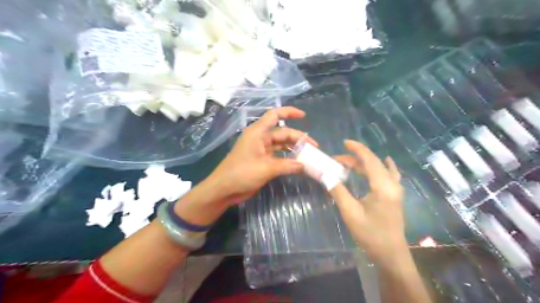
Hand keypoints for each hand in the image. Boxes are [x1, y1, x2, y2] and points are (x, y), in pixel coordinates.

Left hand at [207, 107, 317, 204]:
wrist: (224, 189)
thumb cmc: (241, 173)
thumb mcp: (266, 168)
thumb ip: (287, 165)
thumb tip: (304, 166)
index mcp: (258, 133)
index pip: (274, 115)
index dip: (289, 112)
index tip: (303, 115)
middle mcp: (260, 138)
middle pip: (282, 133)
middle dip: (298, 138)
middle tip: (314, 148)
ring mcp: (261, 150)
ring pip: (281, 145)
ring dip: (293, 149)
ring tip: (308, 155)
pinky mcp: (262, 161)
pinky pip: (278, 156)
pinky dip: (287, 159)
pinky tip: (298, 164)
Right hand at [329, 140, 404, 267]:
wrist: (391, 254)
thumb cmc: (370, 234)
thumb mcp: (350, 212)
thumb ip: (338, 191)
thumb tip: (325, 175)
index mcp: (382, 186)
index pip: (369, 160)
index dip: (357, 149)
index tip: (345, 142)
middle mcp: (391, 184)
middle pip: (374, 163)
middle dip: (356, 158)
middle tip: (337, 160)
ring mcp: (396, 190)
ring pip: (380, 169)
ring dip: (365, 164)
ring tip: (349, 163)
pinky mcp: (395, 196)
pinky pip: (390, 175)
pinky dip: (384, 166)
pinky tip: (384, 162)